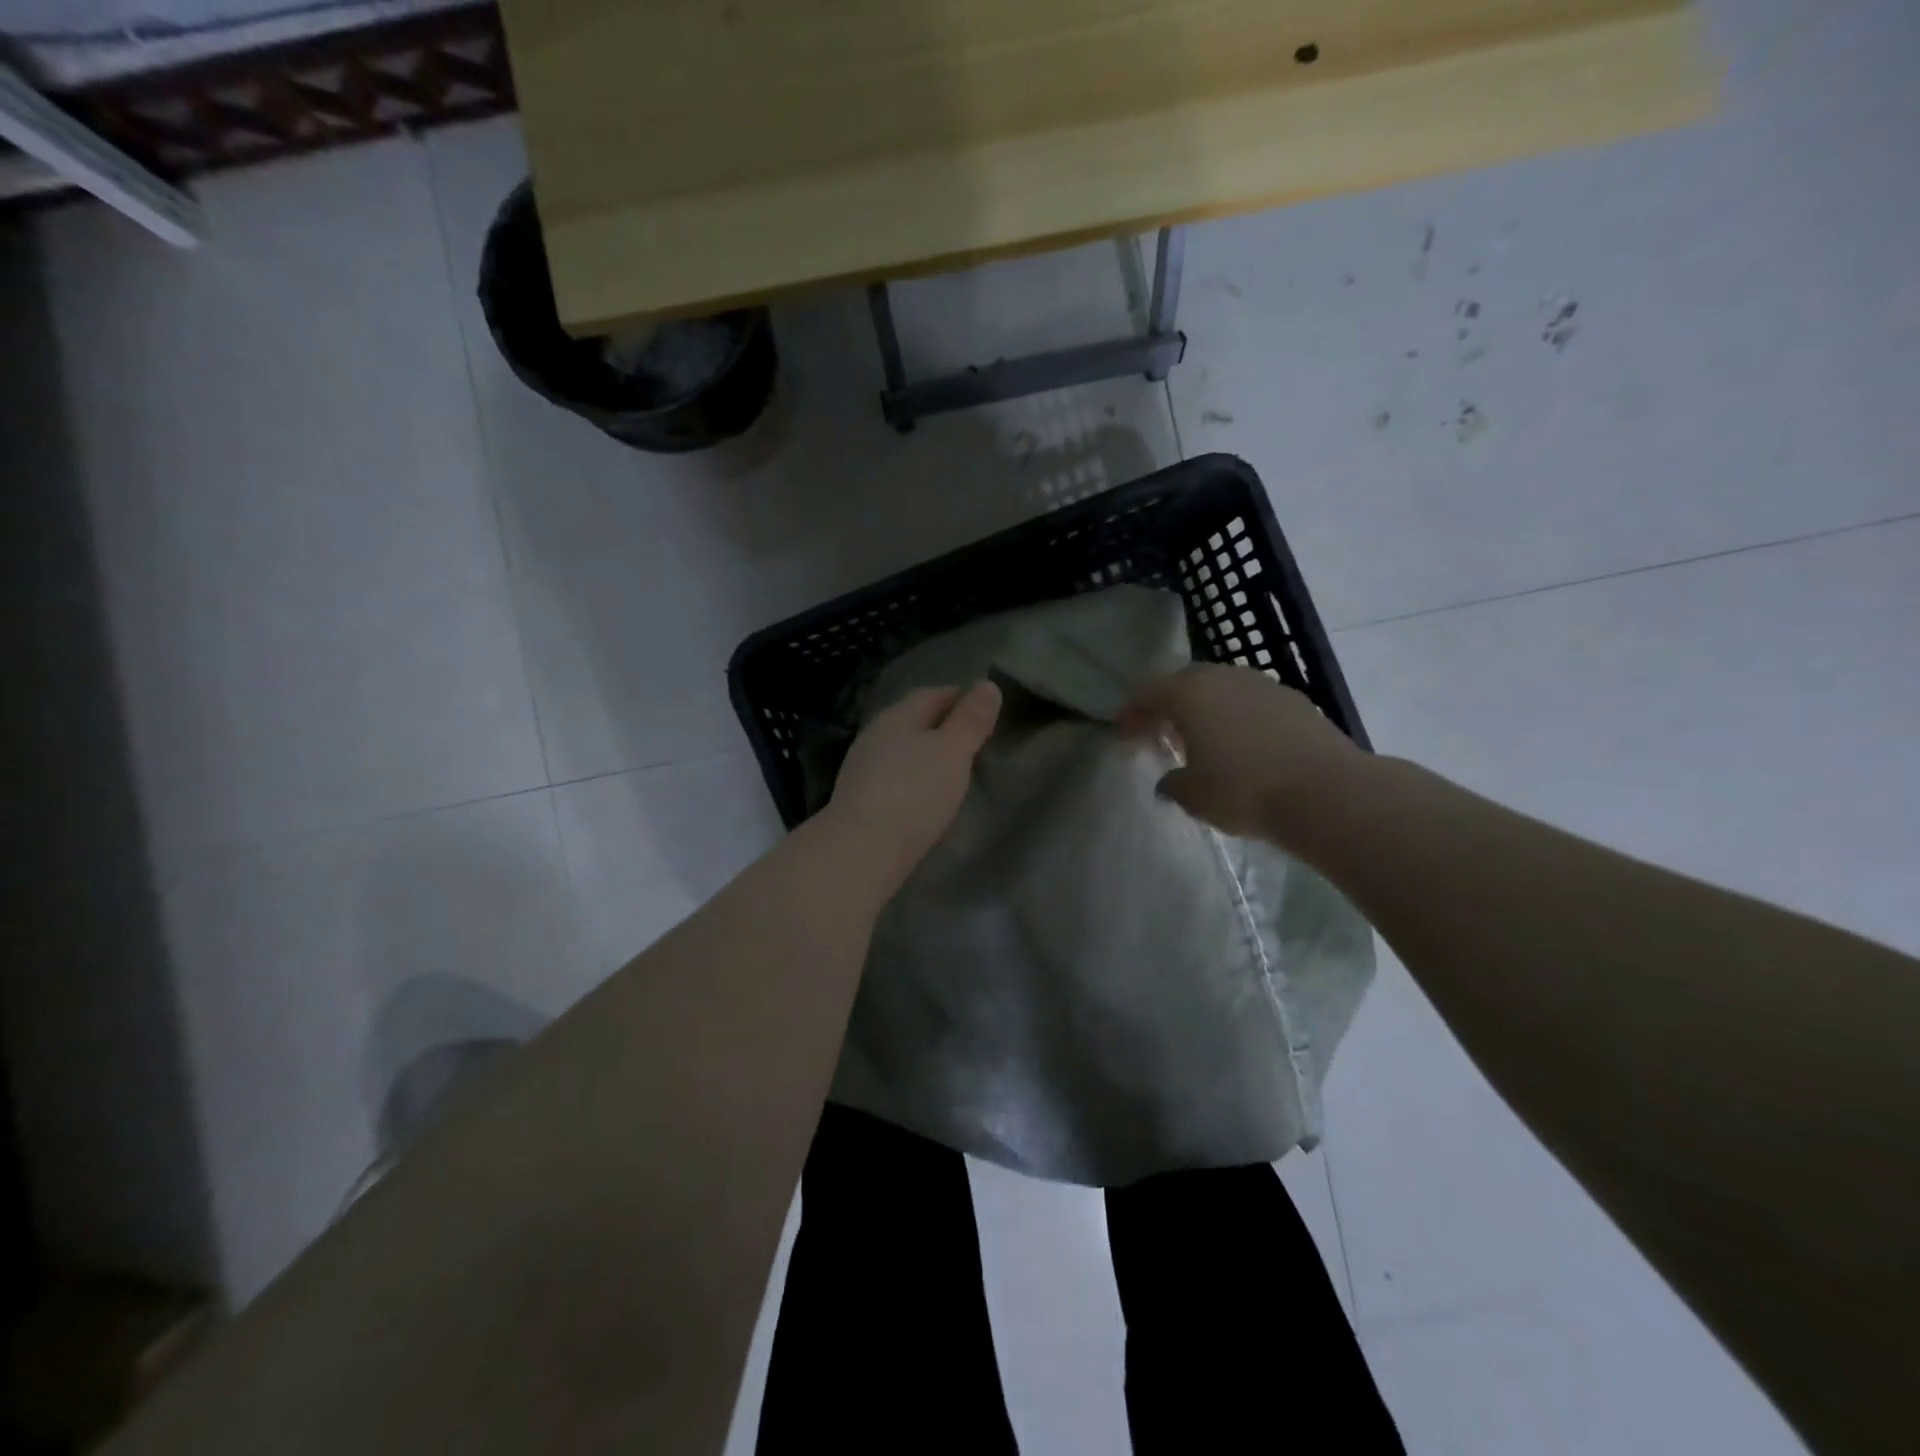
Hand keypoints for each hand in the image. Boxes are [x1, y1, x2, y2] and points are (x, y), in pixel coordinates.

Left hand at [825, 681, 1002, 893]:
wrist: (861, 851)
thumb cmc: (913, 793)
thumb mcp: (952, 752)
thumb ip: (971, 720)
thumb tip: (987, 684)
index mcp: (897, 716)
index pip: (932, 695)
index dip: (960, 697)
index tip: (986, 708)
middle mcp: (875, 735)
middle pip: (914, 721)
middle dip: (943, 725)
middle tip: (975, 739)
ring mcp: (864, 769)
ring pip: (903, 750)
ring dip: (927, 753)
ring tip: (955, 768)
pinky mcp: (861, 800)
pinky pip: (895, 777)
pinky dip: (915, 778)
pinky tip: (927, 795)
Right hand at [1118, 664, 1365, 845]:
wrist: (1327, 793)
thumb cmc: (1244, 791)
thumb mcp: (1193, 796)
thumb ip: (1173, 783)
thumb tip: (1170, 781)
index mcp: (1189, 694)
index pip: (1147, 693)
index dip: (1131, 714)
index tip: (1123, 735)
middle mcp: (1223, 678)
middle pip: (1183, 683)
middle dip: (1166, 706)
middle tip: (1158, 733)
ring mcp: (1262, 684)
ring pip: (1219, 689)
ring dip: (1203, 709)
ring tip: (1200, 740)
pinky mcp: (1293, 699)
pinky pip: (1249, 701)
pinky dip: (1234, 716)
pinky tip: (1240, 744)